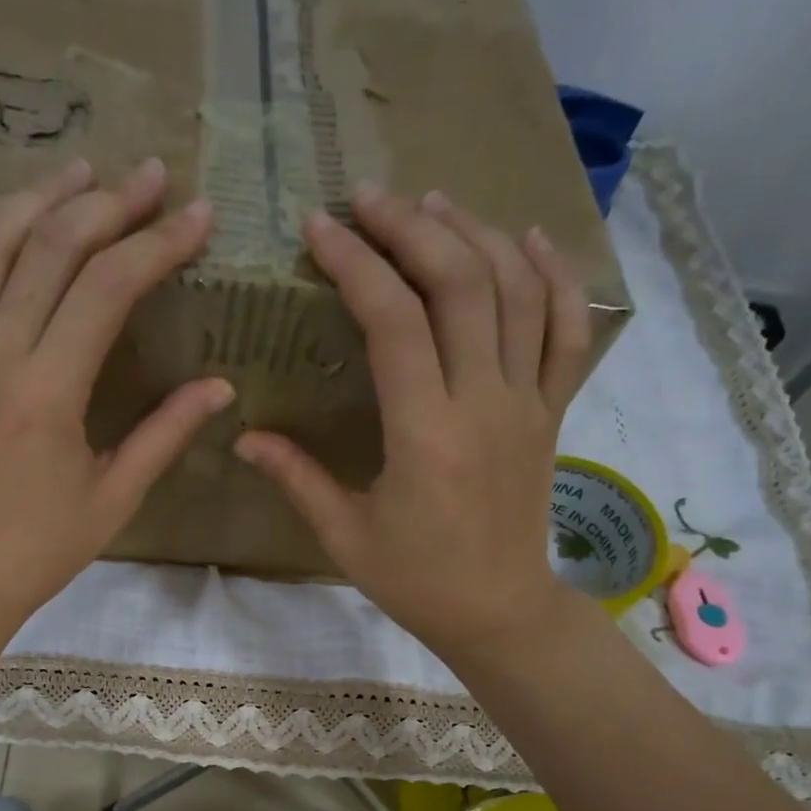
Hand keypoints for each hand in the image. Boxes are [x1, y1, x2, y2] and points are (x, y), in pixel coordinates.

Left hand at [0, 158, 233, 636]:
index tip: (197, 217)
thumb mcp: (115, 496)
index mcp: (48, 394)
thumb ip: (166, 434)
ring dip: (36, 199)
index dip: (156, 244)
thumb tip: (220, 387)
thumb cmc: (43, 548)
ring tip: (80, 171)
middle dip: (108, 204)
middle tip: (150, 179)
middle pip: (50, 250)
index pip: (106, 289)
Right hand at [234, 185, 591, 659]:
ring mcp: (527, 402)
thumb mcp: (344, 535)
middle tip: (369, 199)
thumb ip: (296, 478)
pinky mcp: (551, 411)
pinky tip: (527, 240)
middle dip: (411, 228)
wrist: (497, 610)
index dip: (356, 265)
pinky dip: (554, 276)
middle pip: (459, 284)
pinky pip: (567, 330)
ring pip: (516, 291)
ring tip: (431, 204)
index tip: (321, 229)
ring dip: (474, 234)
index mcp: (425, 435)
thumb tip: (243, 435)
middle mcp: (483, 403)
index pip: (394, 322)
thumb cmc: (415, 580)